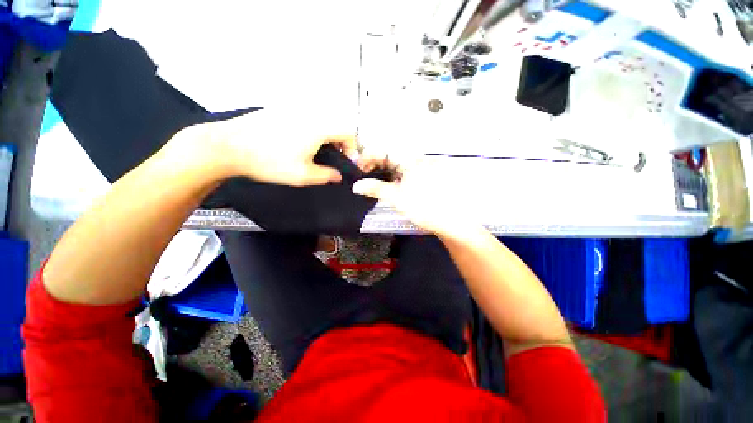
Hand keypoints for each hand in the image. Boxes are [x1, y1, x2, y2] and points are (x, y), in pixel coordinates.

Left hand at [177, 108, 356, 186]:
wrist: (229, 146)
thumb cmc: (269, 162)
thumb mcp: (303, 175)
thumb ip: (326, 175)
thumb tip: (338, 175)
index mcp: (318, 127)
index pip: (348, 132)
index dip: (352, 148)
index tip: (346, 160)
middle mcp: (309, 113)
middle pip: (336, 124)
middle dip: (340, 143)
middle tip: (333, 158)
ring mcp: (293, 109)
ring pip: (321, 120)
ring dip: (326, 137)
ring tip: (316, 153)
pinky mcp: (280, 109)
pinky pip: (306, 118)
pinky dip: (311, 130)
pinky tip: (298, 143)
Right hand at [353, 154, 479, 237]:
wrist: (450, 221)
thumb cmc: (424, 207)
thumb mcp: (397, 198)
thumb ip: (376, 189)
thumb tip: (357, 186)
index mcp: (411, 161)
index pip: (385, 151)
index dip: (369, 157)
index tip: (358, 167)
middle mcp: (417, 160)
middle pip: (391, 156)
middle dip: (375, 164)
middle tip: (364, 175)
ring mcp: (422, 169)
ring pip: (397, 165)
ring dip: (383, 171)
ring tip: (372, 180)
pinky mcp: (423, 178)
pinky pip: (404, 172)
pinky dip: (393, 177)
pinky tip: (387, 184)